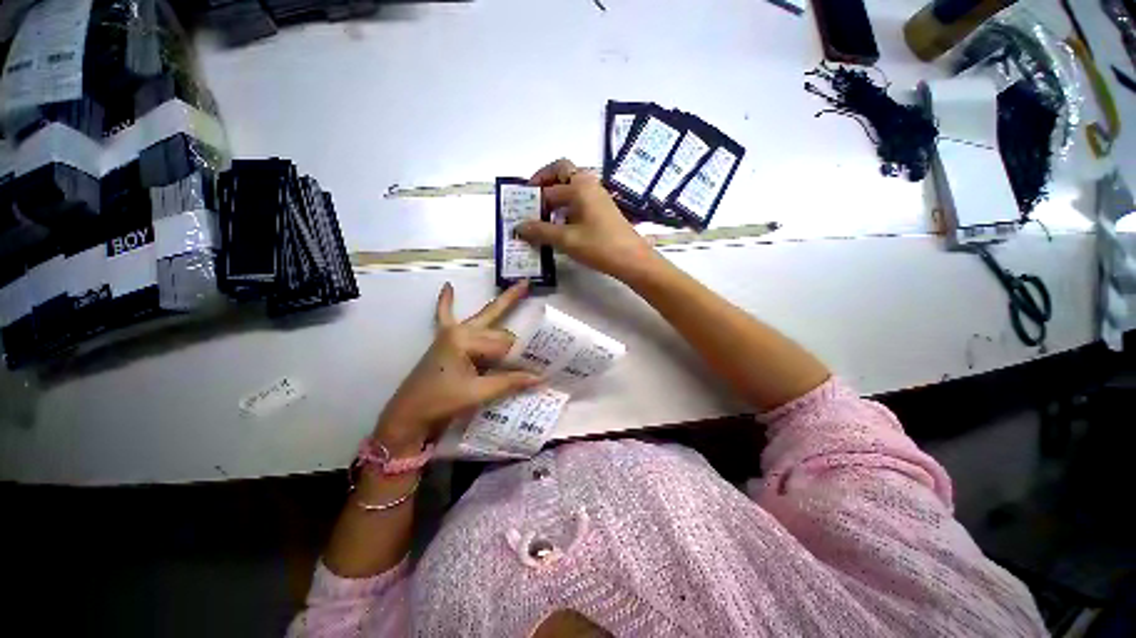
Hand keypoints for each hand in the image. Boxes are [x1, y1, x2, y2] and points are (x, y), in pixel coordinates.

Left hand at [373, 281, 540, 453]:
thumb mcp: (478, 392)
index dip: (517, 359)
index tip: (530, 371)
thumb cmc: (441, 402)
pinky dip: (445, 302)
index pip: (504, 345)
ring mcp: (450, 333)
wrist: (408, 414)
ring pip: (484, 320)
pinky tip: (447, 287)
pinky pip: (444, 315)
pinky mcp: (443, 339)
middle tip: (531, 320)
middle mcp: (460, 330)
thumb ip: (510, 382)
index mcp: (466, 340)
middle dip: (514, 338)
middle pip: (498, 331)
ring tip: (522, 286)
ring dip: (500, 310)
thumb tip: (540, 378)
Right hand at [516, 158, 659, 280]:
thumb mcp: (567, 240)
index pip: (548, 189)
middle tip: (530, 201)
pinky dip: (566, 206)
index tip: (519, 214)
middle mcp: (589, 185)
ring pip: (571, 187)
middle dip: (543, 183)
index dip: (532, 201)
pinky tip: (560, 225)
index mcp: (579, 186)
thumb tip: (519, 227)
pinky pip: (579, 200)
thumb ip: (541, 231)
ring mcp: (597, 197)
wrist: (632, 259)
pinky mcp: (602, 210)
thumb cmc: (599, 246)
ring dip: (555, 196)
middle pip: (561, 173)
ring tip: (541, 216)